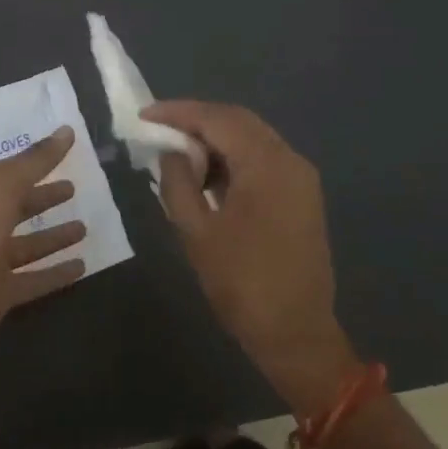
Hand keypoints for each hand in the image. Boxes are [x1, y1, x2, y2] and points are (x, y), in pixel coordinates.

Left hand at [0, 126, 87, 372]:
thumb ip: (35, 162)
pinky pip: (33, 281)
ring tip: (84, 228)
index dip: (33, 164)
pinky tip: (82, 267)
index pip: (7, 175)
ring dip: (53, 237)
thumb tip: (66, 129)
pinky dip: (55, 274)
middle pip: (15, 209)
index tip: (65, 153)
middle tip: (73, 189)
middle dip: (42, 198)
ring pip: (27, 246)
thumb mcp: (1, 189)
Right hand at [146, 102, 357, 412]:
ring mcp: (301, 177)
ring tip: (178, 152)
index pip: (218, 119)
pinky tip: (208, 175)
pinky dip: (234, 158)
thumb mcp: (197, 233)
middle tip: (159, 128)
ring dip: (216, 139)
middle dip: (197, 120)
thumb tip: (173, 152)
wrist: (297, 335)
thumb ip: (178, 183)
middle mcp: (290, 159)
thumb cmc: (243, 284)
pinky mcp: (302, 195)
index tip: (145, 115)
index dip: (179, 113)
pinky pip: (263, 159)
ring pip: (252, 138)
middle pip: (238, 121)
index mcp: (267, 164)